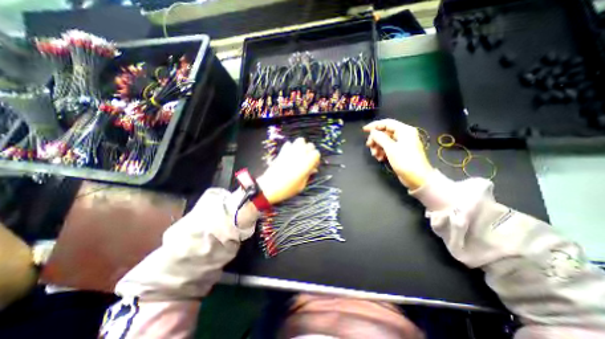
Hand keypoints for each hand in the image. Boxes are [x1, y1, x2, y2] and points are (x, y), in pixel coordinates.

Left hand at [256, 137, 320, 203]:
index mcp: (307, 163)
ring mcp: (290, 151)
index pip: (317, 153)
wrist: (269, 187)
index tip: (313, 166)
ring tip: (300, 155)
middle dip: (310, 152)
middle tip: (307, 160)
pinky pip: (289, 143)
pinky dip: (291, 147)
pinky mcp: (282, 151)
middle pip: (310, 145)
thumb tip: (313, 169)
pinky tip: (290, 154)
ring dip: (302, 146)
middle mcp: (300, 154)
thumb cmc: (288, 188)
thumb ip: (309, 175)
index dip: (316, 159)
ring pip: (301, 140)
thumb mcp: (302, 185)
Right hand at [363, 119, 435, 189]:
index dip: (374, 125)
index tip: (364, 130)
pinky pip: (388, 148)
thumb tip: (373, 132)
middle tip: (369, 146)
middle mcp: (403, 135)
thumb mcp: (391, 148)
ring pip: (385, 141)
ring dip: (378, 147)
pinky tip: (380, 158)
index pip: (387, 123)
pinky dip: (382, 152)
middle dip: (376, 139)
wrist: (418, 178)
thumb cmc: (405, 161)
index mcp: (404, 130)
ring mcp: (402, 144)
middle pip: (385, 133)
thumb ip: (380, 138)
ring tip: (375, 155)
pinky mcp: (400, 152)